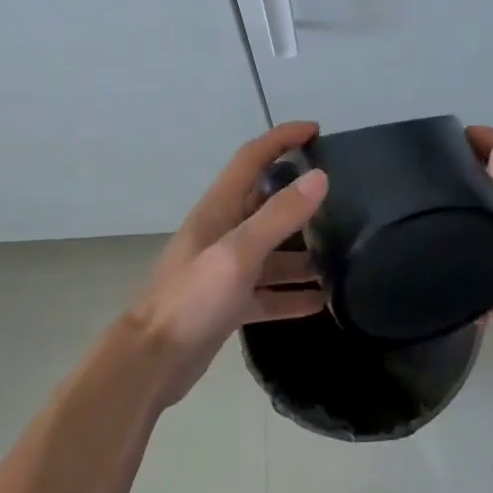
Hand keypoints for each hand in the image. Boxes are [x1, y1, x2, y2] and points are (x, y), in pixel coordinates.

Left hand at [126, 121, 328, 408]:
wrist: (151, 362)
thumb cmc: (193, 298)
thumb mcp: (239, 252)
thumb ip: (279, 215)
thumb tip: (319, 177)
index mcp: (219, 208)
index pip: (252, 157)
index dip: (281, 138)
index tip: (315, 130)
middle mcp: (223, 232)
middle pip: (264, 202)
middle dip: (298, 195)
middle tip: (340, 197)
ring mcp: (225, 269)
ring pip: (270, 250)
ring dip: (301, 252)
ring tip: (341, 255)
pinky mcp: (228, 302)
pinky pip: (266, 291)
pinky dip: (290, 294)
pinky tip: (320, 303)